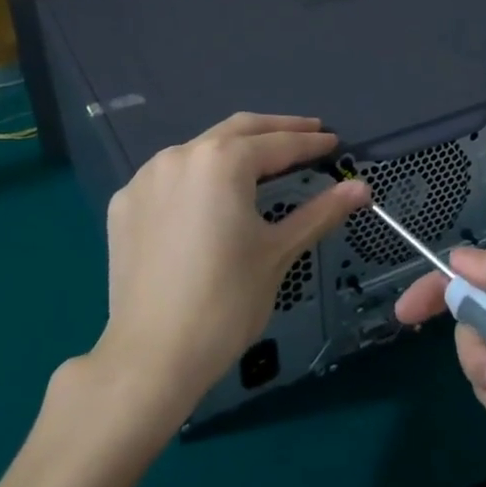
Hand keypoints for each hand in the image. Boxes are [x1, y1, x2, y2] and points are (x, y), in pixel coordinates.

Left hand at [95, 113, 369, 431]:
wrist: (152, 356)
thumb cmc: (226, 301)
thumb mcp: (278, 252)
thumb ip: (320, 212)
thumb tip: (361, 188)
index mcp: (221, 161)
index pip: (277, 144)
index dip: (310, 143)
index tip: (334, 142)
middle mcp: (180, 155)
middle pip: (237, 131)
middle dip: (276, 129)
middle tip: (309, 132)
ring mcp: (145, 178)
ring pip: (200, 149)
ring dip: (234, 150)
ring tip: (262, 161)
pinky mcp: (124, 203)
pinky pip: (170, 176)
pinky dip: (198, 175)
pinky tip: (211, 195)